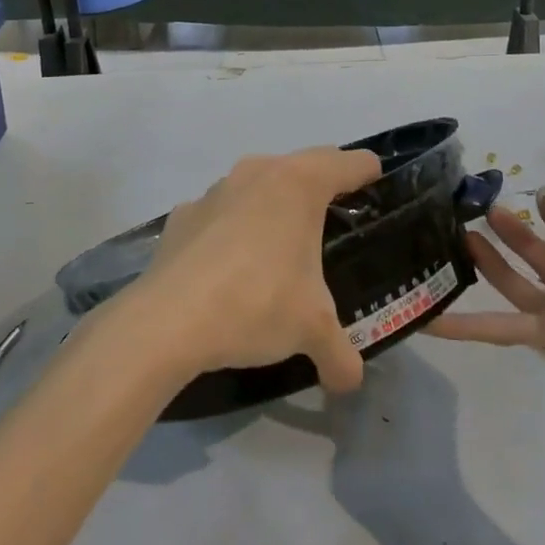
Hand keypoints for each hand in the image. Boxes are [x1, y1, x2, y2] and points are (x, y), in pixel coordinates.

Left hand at [119, 146, 382, 391]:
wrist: (166, 322)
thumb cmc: (256, 304)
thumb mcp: (311, 331)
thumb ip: (340, 352)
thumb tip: (350, 381)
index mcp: (300, 183)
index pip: (352, 163)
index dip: (371, 177)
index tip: (378, 198)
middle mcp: (258, 171)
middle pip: (306, 167)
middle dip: (322, 193)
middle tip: (334, 233)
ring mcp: (215, 190)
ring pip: (259, 187)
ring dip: (274, 209)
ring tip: (279, 255)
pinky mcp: (182, 215)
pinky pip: (221, 214)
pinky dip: (232, 231)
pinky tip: (229, 271)